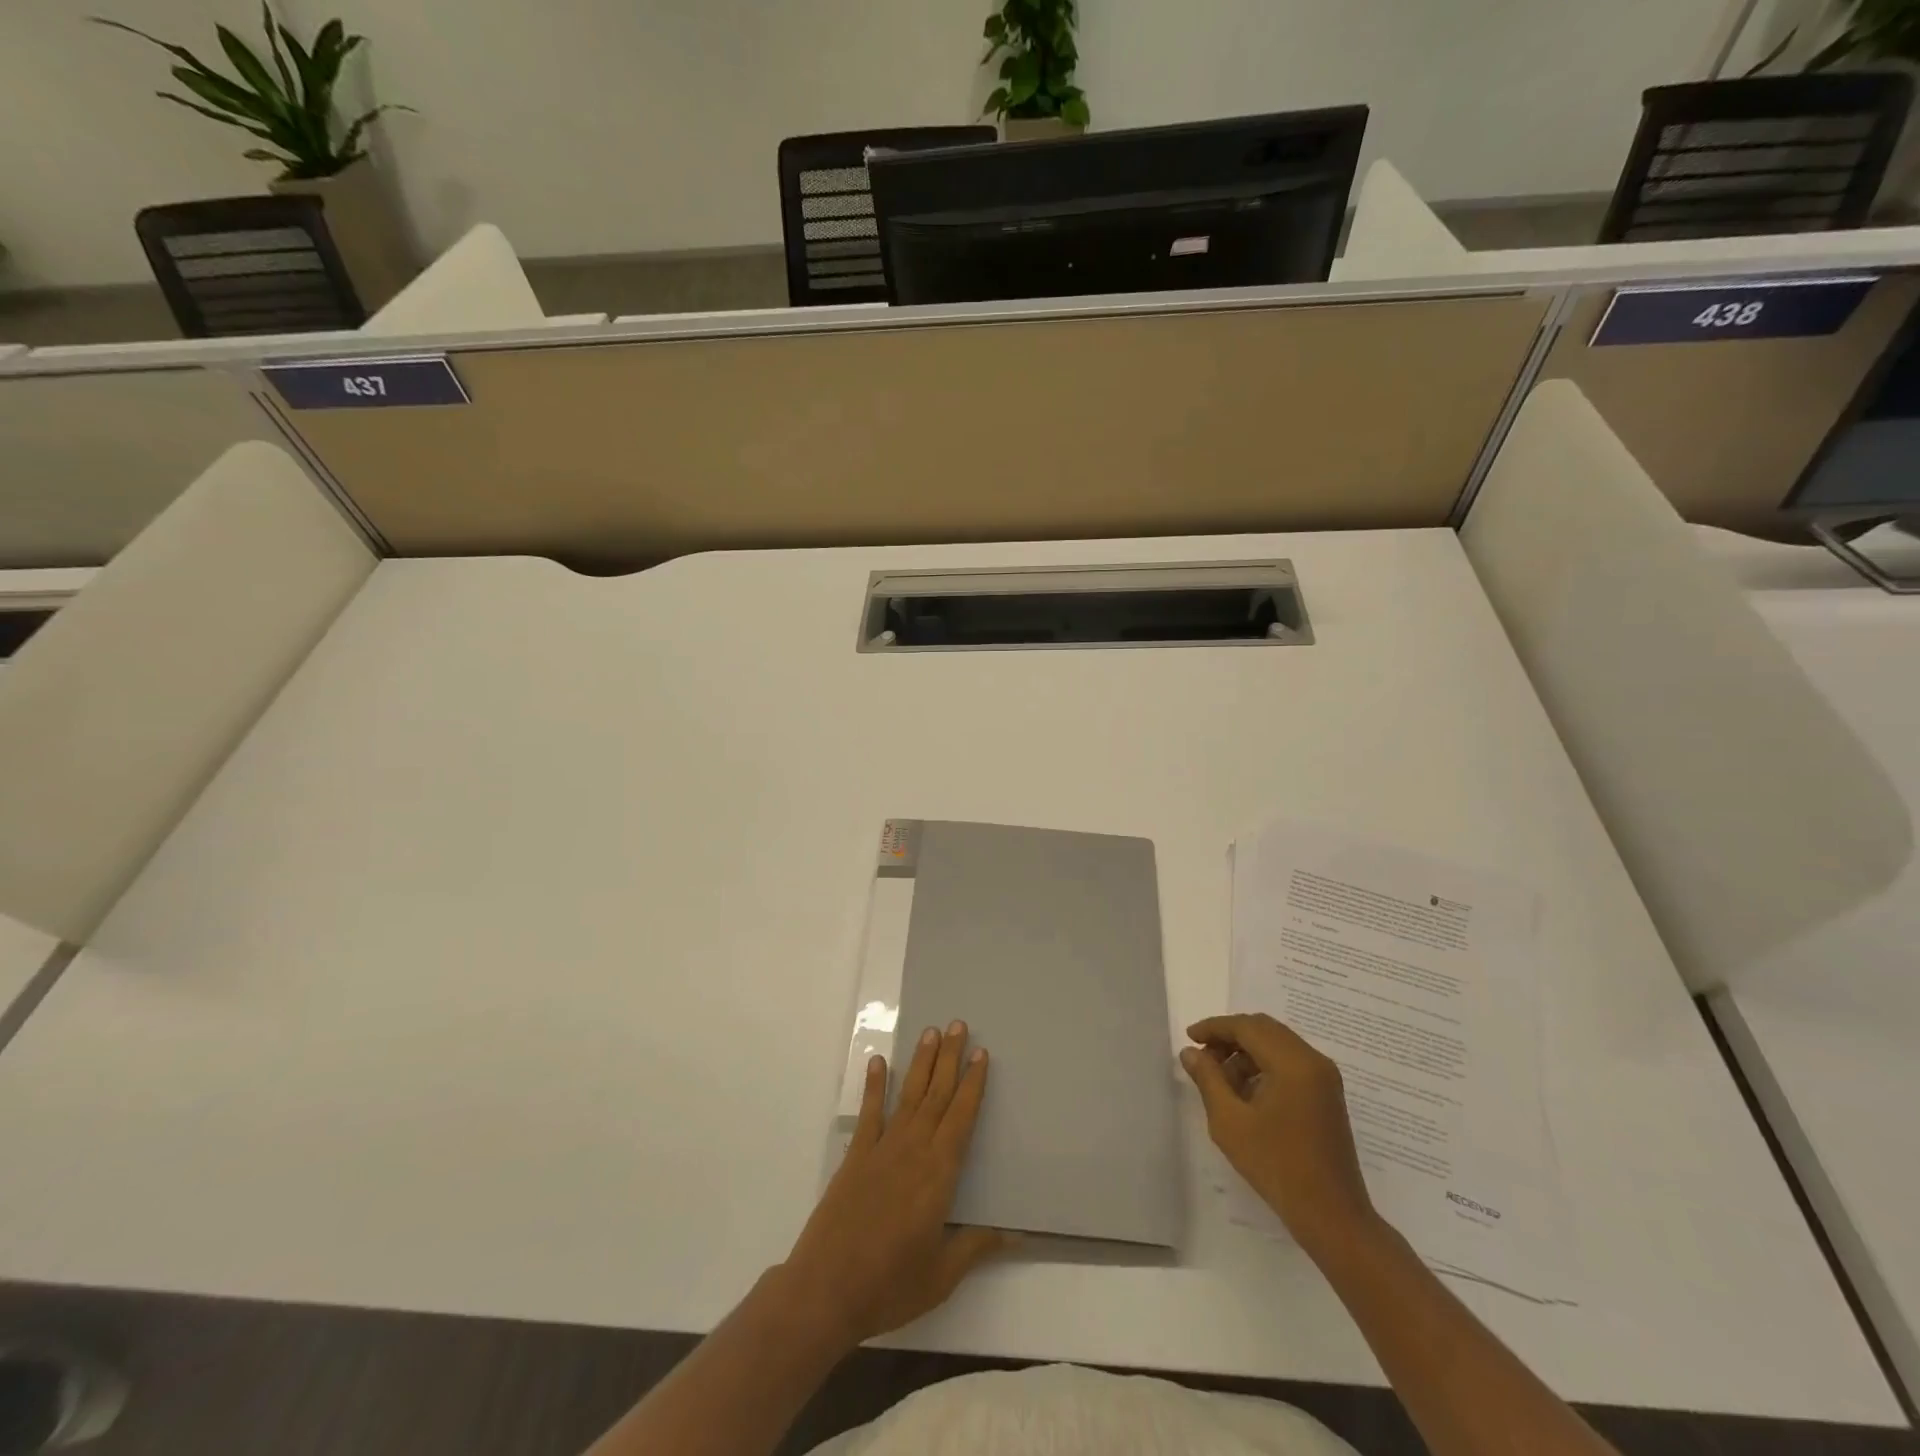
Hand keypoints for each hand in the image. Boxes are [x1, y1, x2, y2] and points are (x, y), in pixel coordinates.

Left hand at [779, 1021, 1013, 1349]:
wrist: (827, 1289)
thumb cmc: (890, 1285)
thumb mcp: (942, 1275)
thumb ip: (976, 1247)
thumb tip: (1015, 1234)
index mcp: (939, 1174)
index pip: (962, 1117)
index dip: (973, 1084)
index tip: (981, 1054)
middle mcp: (914, 1149)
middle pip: (937, 1095)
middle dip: (950, 1058)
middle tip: (959, 1025)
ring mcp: (882, 1149)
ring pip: (909, 1095)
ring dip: (921, 1063)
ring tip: (931, 1032)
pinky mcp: (855, 1156)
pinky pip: (869, 1113)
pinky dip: (875, 1086)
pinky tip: (878, 1062)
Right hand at [1180, 1013, 1378, 1257]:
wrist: (1332, 1217)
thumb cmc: (1277, 1167)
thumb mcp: (1230, 1122)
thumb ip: (1208, 1079)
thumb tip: (1190, 1052)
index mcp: (1293, 1063)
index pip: (1247, 1027)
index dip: (1215, 1028)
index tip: (1189, 1038)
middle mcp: (1313, 1061)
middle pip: (1264, 1029)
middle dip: (1230, 1036)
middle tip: (1203, 1055)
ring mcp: (1324, 1077)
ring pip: (1277, 1044)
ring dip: (1246, 1052)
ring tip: (1220, 1078)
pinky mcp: (1327, 1094)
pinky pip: (1290, 1062)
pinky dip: (1264, 1065)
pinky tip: (1245, 1091)